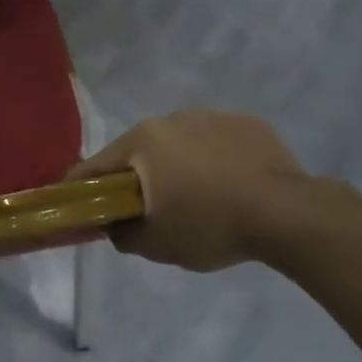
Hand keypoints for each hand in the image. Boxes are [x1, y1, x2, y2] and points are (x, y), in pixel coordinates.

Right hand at [68, 110, 322, 271]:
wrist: (287, 214)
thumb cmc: (209, 226)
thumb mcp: (156, 245)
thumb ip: (123, 235)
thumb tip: (114, 227)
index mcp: (144, 140)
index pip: (97, 164)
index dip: (81, 186)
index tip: (75, 202)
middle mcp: (174, 118)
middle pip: (140, 150)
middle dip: (136, 176)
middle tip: (144, 207)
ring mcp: (214, 116)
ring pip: (181, 143)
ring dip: (177, 165)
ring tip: (195, 197)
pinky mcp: (250, 124)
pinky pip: (218, 143)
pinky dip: (214, 161)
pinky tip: (229, 187)